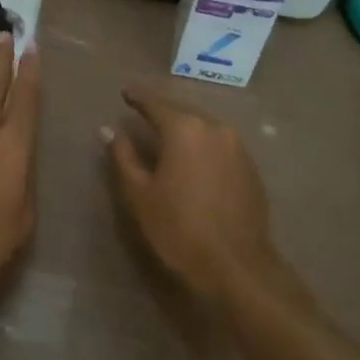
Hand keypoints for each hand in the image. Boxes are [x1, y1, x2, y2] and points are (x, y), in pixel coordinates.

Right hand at [105, 82, 282, 301]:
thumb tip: (109, 129)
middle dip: (163, 113)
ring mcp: (237, 147)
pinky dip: (204, 147)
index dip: (138, 97)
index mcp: (184, 128)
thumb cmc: (180, 229)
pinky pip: (220, 146)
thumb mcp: (140, 194)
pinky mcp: (250, 168)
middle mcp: (213, 128)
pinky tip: (195, 162)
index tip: (125, 92)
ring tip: (169, 137)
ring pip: (204, 128)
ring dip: (185, 130)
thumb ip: (123, 156)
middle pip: (182, 112)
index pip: (155, 104)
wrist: (238, 267)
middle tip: (144, 114)